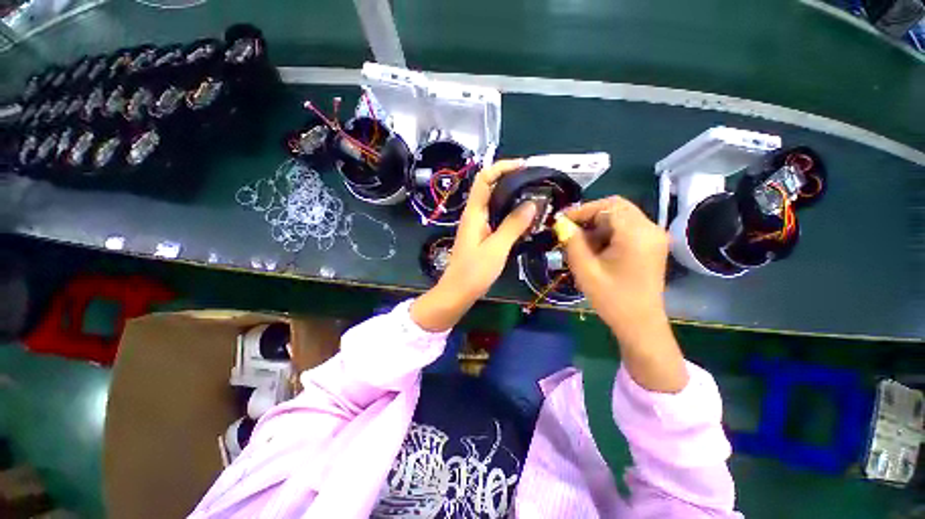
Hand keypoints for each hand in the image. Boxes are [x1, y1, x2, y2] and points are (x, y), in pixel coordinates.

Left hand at [411, 160, 537, 330]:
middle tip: (536, 183)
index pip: (484, 179)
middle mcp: (474, 214)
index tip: (524, 166)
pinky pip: (497, 217)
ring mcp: (478, 225)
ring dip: (513, 197)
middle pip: (491, 188)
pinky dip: (511, 213)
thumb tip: (532, 203)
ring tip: (536, 198)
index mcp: (474, 213)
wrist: (458, 292)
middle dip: (512, 180)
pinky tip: (525, 219)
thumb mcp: (497, 248)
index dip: (502, 167)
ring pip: (495, 203)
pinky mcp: (482, 235)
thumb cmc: (474, 271)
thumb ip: (513, 225)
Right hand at [561, 196, 668, 331]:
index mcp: (636, 234)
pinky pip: (627, 227)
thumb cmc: (611, 298)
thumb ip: (572, 242)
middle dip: (590, 215)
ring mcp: (654, 236)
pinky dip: (608, 231)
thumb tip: (561, 223)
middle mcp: (650, 229)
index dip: (582, 211)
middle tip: (570, 229)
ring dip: (598, 224)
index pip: (607, 207)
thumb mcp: (585, 270)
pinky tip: (596, 248)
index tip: (562, 222)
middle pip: (616, 207)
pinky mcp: (652, 244)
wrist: (640, 323)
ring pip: (621, 216)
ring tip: (581, 242)